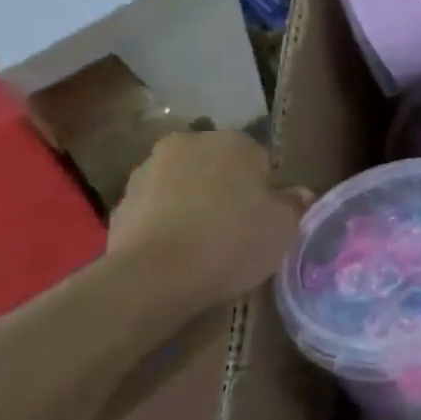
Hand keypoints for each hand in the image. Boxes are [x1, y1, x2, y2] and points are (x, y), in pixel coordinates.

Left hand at [107, 130, 307, 313]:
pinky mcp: (120, 203)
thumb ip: (295, 204)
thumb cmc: (231, 242)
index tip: (266, 221)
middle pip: (218, 168)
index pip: (260, 161)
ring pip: (184, 186)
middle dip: (227, 191)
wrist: (153, 277)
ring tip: (203, 246)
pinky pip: (156, 210)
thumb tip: (300, 193)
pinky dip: (166, 224)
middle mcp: (189, 144)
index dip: (266, 192)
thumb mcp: (284, 227)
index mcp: (233, 142)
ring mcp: (148, 171)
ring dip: (193, 204)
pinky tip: (175, 254)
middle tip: (237, 231)